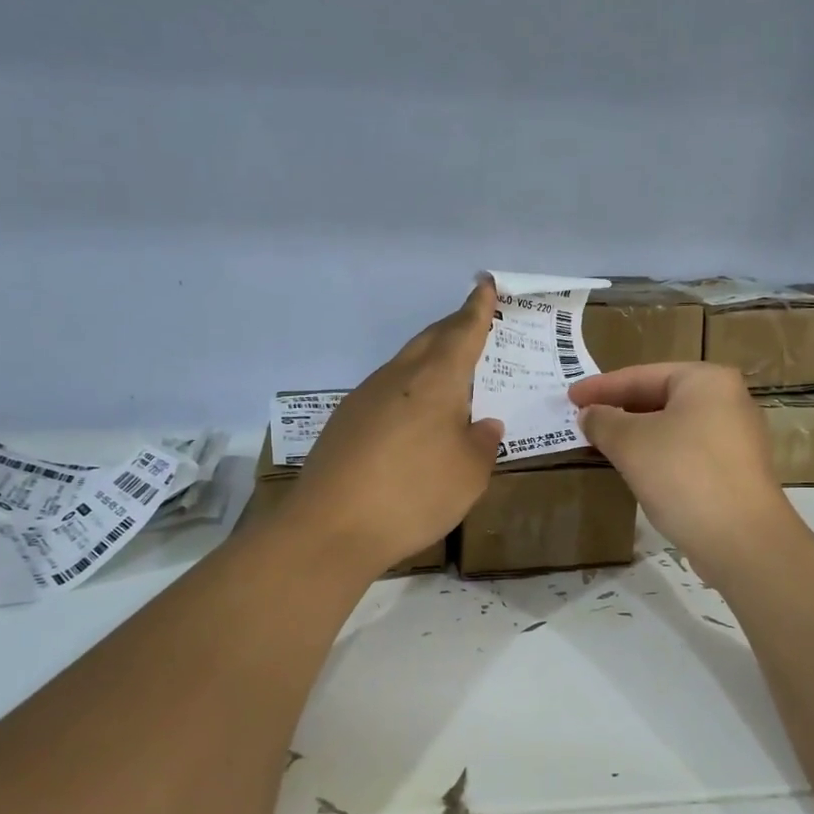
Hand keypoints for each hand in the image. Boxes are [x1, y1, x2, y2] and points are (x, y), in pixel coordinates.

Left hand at [288, 281, 503, 576]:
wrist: (329, 528)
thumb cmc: (413, 495)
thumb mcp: (469, 475)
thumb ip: (482, 443)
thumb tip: (483, 424)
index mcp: (435, 380)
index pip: (462, 332)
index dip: (477, 308)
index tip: (485, 284)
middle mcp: (398, 377)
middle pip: (429, 340)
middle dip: (454, 327)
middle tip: (474, 323)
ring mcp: (365, 397)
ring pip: (404, 364)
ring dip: (429, 360)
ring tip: (449, 376)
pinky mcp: (344, 422)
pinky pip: (386, 391)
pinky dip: (409, 391)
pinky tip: (413, 418)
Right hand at [569, 362, 800, 582]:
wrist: (742, 540)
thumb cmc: (683, 475)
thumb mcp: (630, 443)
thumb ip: (603, 421)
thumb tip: (589, 414)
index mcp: (706, 380)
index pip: (642, 375)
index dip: (601, 387)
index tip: (570, 397)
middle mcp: (728, 400)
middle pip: (661, 397)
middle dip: (620, 409)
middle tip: (584, 419)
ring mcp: (736, 437)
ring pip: (674, 426)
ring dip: (638, 434)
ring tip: (603, 443)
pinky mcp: (736, 471)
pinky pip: (687, 451)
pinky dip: (658, 454)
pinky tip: (637, 469)